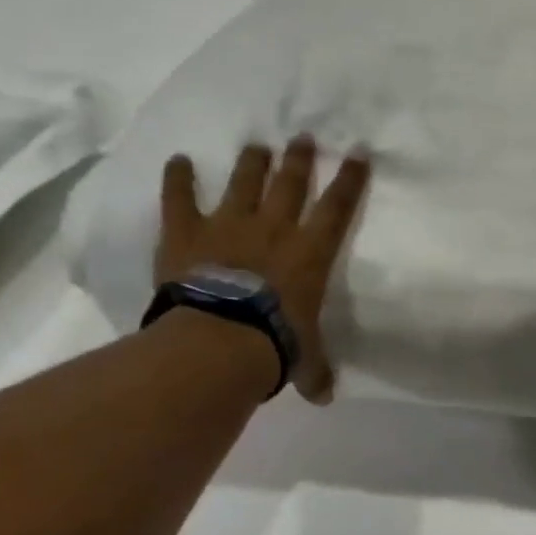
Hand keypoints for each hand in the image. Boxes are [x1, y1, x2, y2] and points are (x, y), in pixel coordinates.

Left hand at [153, 136, 370, 402]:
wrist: (222, 339)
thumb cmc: (277, 344)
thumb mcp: (304, 359)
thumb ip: (314, 371)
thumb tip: (324, 397)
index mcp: (310, 253)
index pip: (338, 207)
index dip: (351, 178)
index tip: (358, 152)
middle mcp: (275, 228)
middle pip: (291, 182)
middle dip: (300, 158)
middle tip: (304, 137)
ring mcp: (229, 225)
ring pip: (245, 181)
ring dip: (252, 161)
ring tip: (258, 144)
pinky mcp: (187, 232)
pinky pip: (180, 198)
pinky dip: (178, 178)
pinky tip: (178, 159)